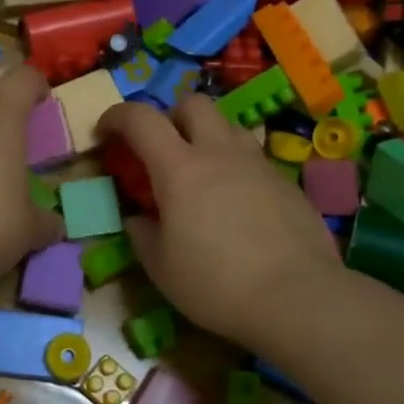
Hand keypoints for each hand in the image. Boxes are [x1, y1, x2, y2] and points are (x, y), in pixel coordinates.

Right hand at [96, 95, 341, 352]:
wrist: (297, 299)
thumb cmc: (216, 284)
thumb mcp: (161, 267)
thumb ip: (142, 234)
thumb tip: (139, 219)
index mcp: (179, 168)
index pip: (141, 118)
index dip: (117, 117)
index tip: (105, 133)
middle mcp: (219, 153)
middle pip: (192, 104)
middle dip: (169, 116)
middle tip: (160, 150)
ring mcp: (258, 164)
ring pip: (228, 126)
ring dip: (206, 137)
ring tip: (200, 174)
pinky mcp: (286, 183)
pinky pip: (253, 158)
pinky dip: (235, 167)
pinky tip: (236, 204)